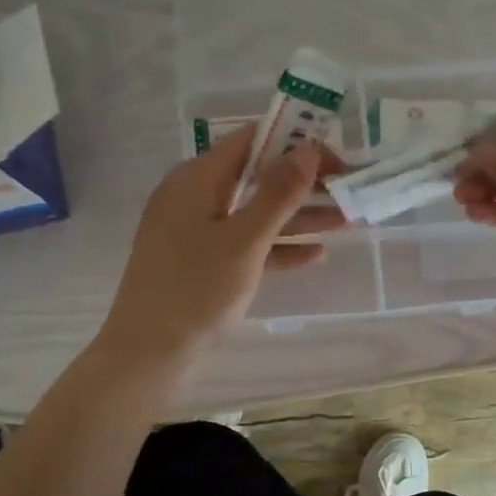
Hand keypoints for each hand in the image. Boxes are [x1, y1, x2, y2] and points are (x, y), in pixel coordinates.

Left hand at [98, 126, 345, 365]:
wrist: (149, 353)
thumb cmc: (195, 290)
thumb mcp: (244, 240)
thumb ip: (278, 194)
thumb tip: (308, 149)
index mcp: (196, 179)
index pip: (250, 141)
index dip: (294, 142)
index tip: (334, 157)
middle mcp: (194, 197)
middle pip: (256, 177)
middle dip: (303, 183)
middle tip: (347, 190)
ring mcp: (197, 232)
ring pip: (255, 213)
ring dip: (298, 216)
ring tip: (346, 221)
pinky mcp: (202, 262)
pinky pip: (246, 244)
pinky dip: (277, 246)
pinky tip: (315, 255)